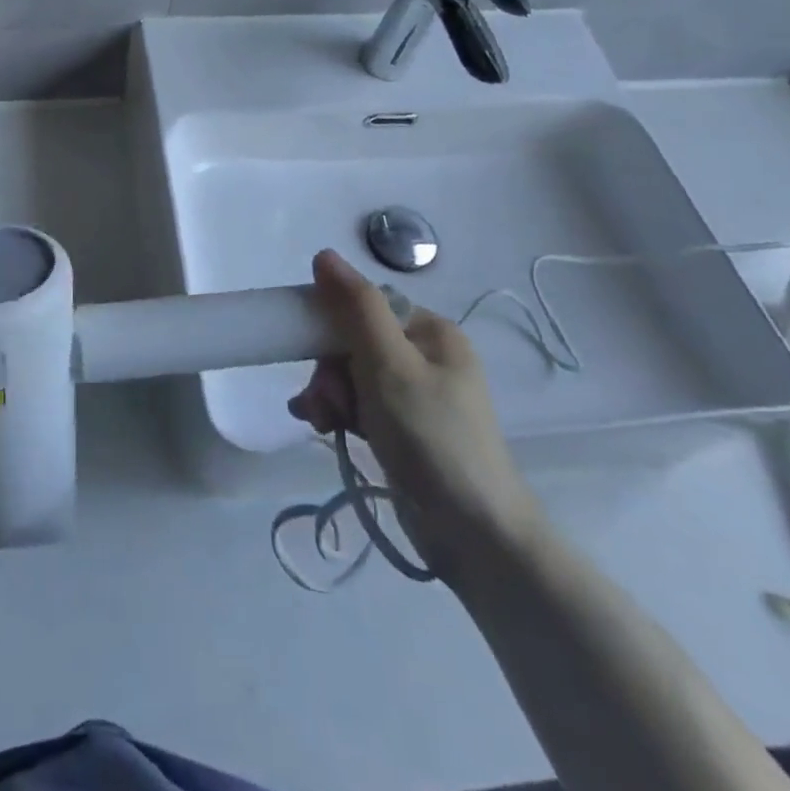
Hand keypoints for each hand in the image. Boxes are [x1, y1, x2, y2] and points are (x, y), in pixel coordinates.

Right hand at [289, 249, 544, 581]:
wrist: (475, 536)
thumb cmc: (431, 438)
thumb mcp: (389, 364)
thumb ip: (355, 307)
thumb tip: (324, 255)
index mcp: (431, 332)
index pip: (365, 306)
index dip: (332, 327)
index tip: (314, 356)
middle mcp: (427, 357)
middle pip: (354, 342)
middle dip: (329, 371)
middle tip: (325, 403)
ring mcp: (418, 395)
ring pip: (352, 375)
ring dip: (329, 395)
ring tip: (321, 422)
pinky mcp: (407, 430)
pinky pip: (361, 405)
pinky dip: (340, 413)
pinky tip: (324, 428)